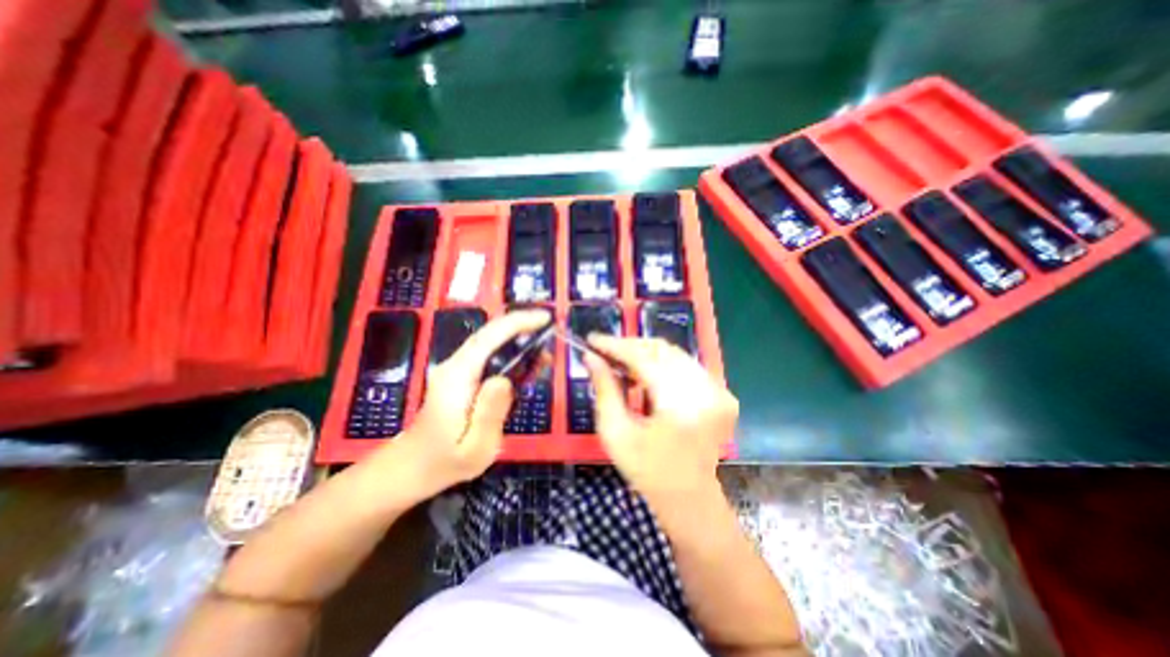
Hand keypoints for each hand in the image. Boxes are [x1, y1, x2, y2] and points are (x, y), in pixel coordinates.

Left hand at [384, 309, 549, 497]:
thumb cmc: (444, 462)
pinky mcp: (460, 375)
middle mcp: (454, 365)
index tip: (545, 318)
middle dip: (522, 325)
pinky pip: (487, 355)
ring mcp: (455, 368)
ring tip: (544, 347)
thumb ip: (489, 413)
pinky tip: (526, 362)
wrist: (411, 467)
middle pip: (490, 333)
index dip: (518, 323)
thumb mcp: (475, 448)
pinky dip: (509, 351)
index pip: (489, 338)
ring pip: (489, 341)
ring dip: (517, 337)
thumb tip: (505, 379)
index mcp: (458, 378)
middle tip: (550, 330)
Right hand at [584, 337, 737, 505]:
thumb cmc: (647, 471)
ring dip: (644, 353)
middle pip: (661, 350)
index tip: (592, 340)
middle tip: (604, 351)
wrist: (690, 498)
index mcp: (679, 404)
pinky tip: (644, 373)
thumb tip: (591, 357)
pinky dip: (662, 363)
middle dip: (629, 346)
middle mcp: (705, 390)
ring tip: (620, 361)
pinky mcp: (722, 393)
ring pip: (674, 354)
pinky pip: (685, 365)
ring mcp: (718, 390)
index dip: (615, 345)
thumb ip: (604, 390)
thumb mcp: (616, 433)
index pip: (643, 358)